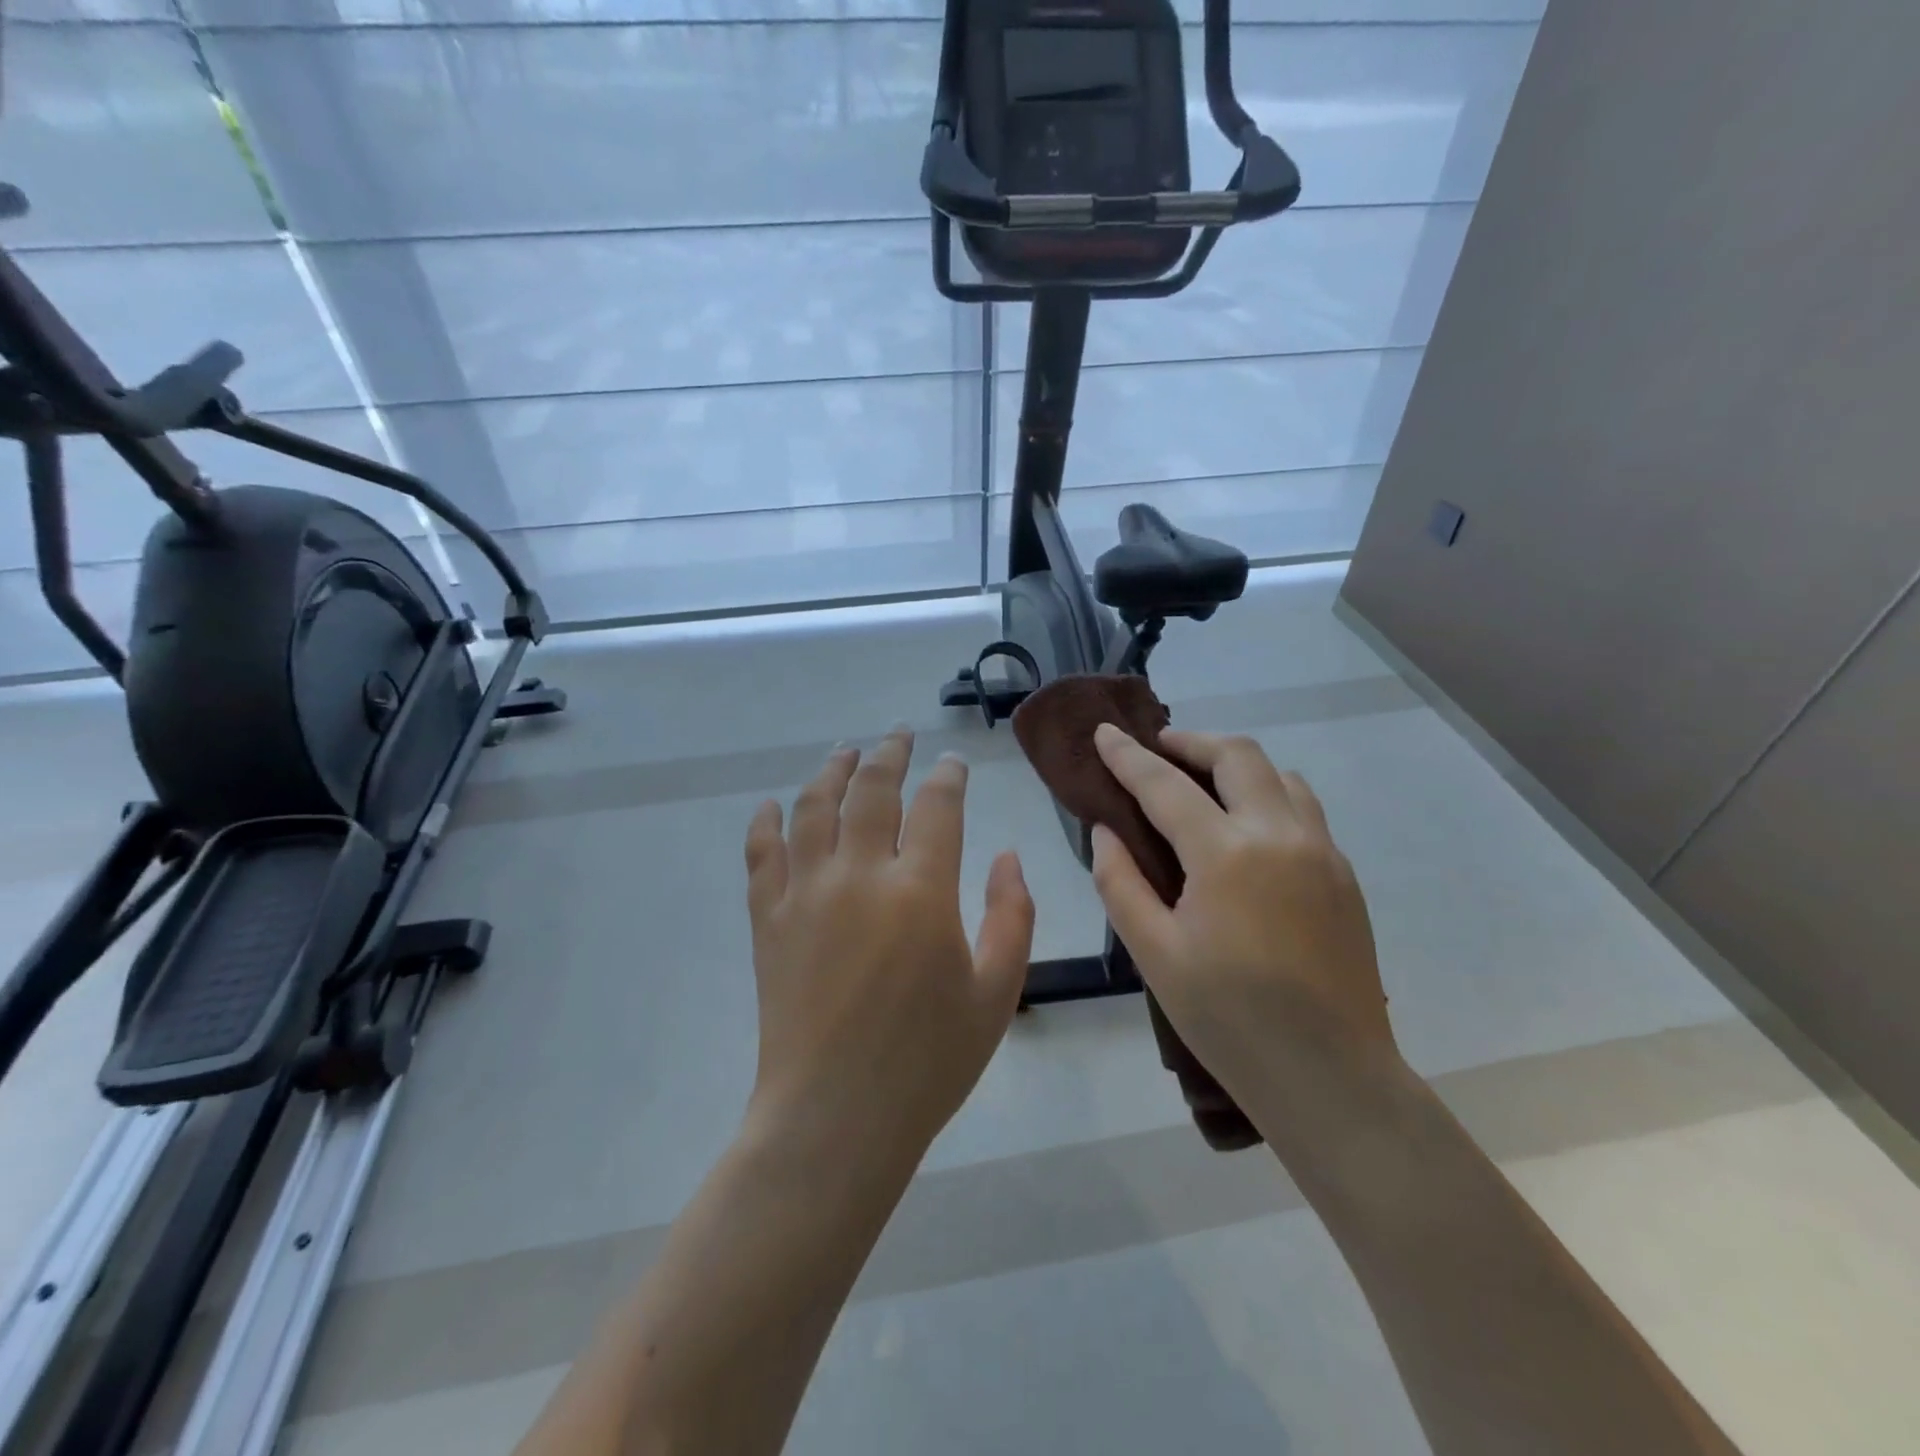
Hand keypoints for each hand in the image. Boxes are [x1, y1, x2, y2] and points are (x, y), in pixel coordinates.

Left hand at [743, 728, 1034, 1170]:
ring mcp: (806, 892)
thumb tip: (1008, 855)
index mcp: (921, 891)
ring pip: (814, 807)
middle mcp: (860, 874)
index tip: (952, 763)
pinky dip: (766, 822)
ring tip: (845, 751)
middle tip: (899, 735)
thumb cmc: (927, 1061)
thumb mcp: (997, 992)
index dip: (947, 777)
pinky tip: (773, 804)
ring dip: (832, 771)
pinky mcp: (769, 918)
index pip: (937, 807)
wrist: (835, 1117)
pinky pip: (761, 853)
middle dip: (889, 754)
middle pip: (872, 790)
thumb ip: (1012, 915)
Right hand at [1087, 725, 1396, 1118]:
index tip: (1104, 732)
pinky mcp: (1343, 875)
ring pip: (1278, 775)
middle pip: (1237, 755)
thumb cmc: (1228, 1019)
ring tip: (1202, 783)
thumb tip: (1107, 831)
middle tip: (1158, 750)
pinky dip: (1267, 794)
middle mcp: (1279, 835)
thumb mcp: (1154, 954)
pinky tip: (1246, 828)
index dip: (1128, 756)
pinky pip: (1303, 808)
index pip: (1165, 785)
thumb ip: (1120, 882)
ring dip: (1235, 764)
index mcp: (1226, 855)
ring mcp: (1321, 851)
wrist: (1330, 1076)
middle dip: (1191, 742)